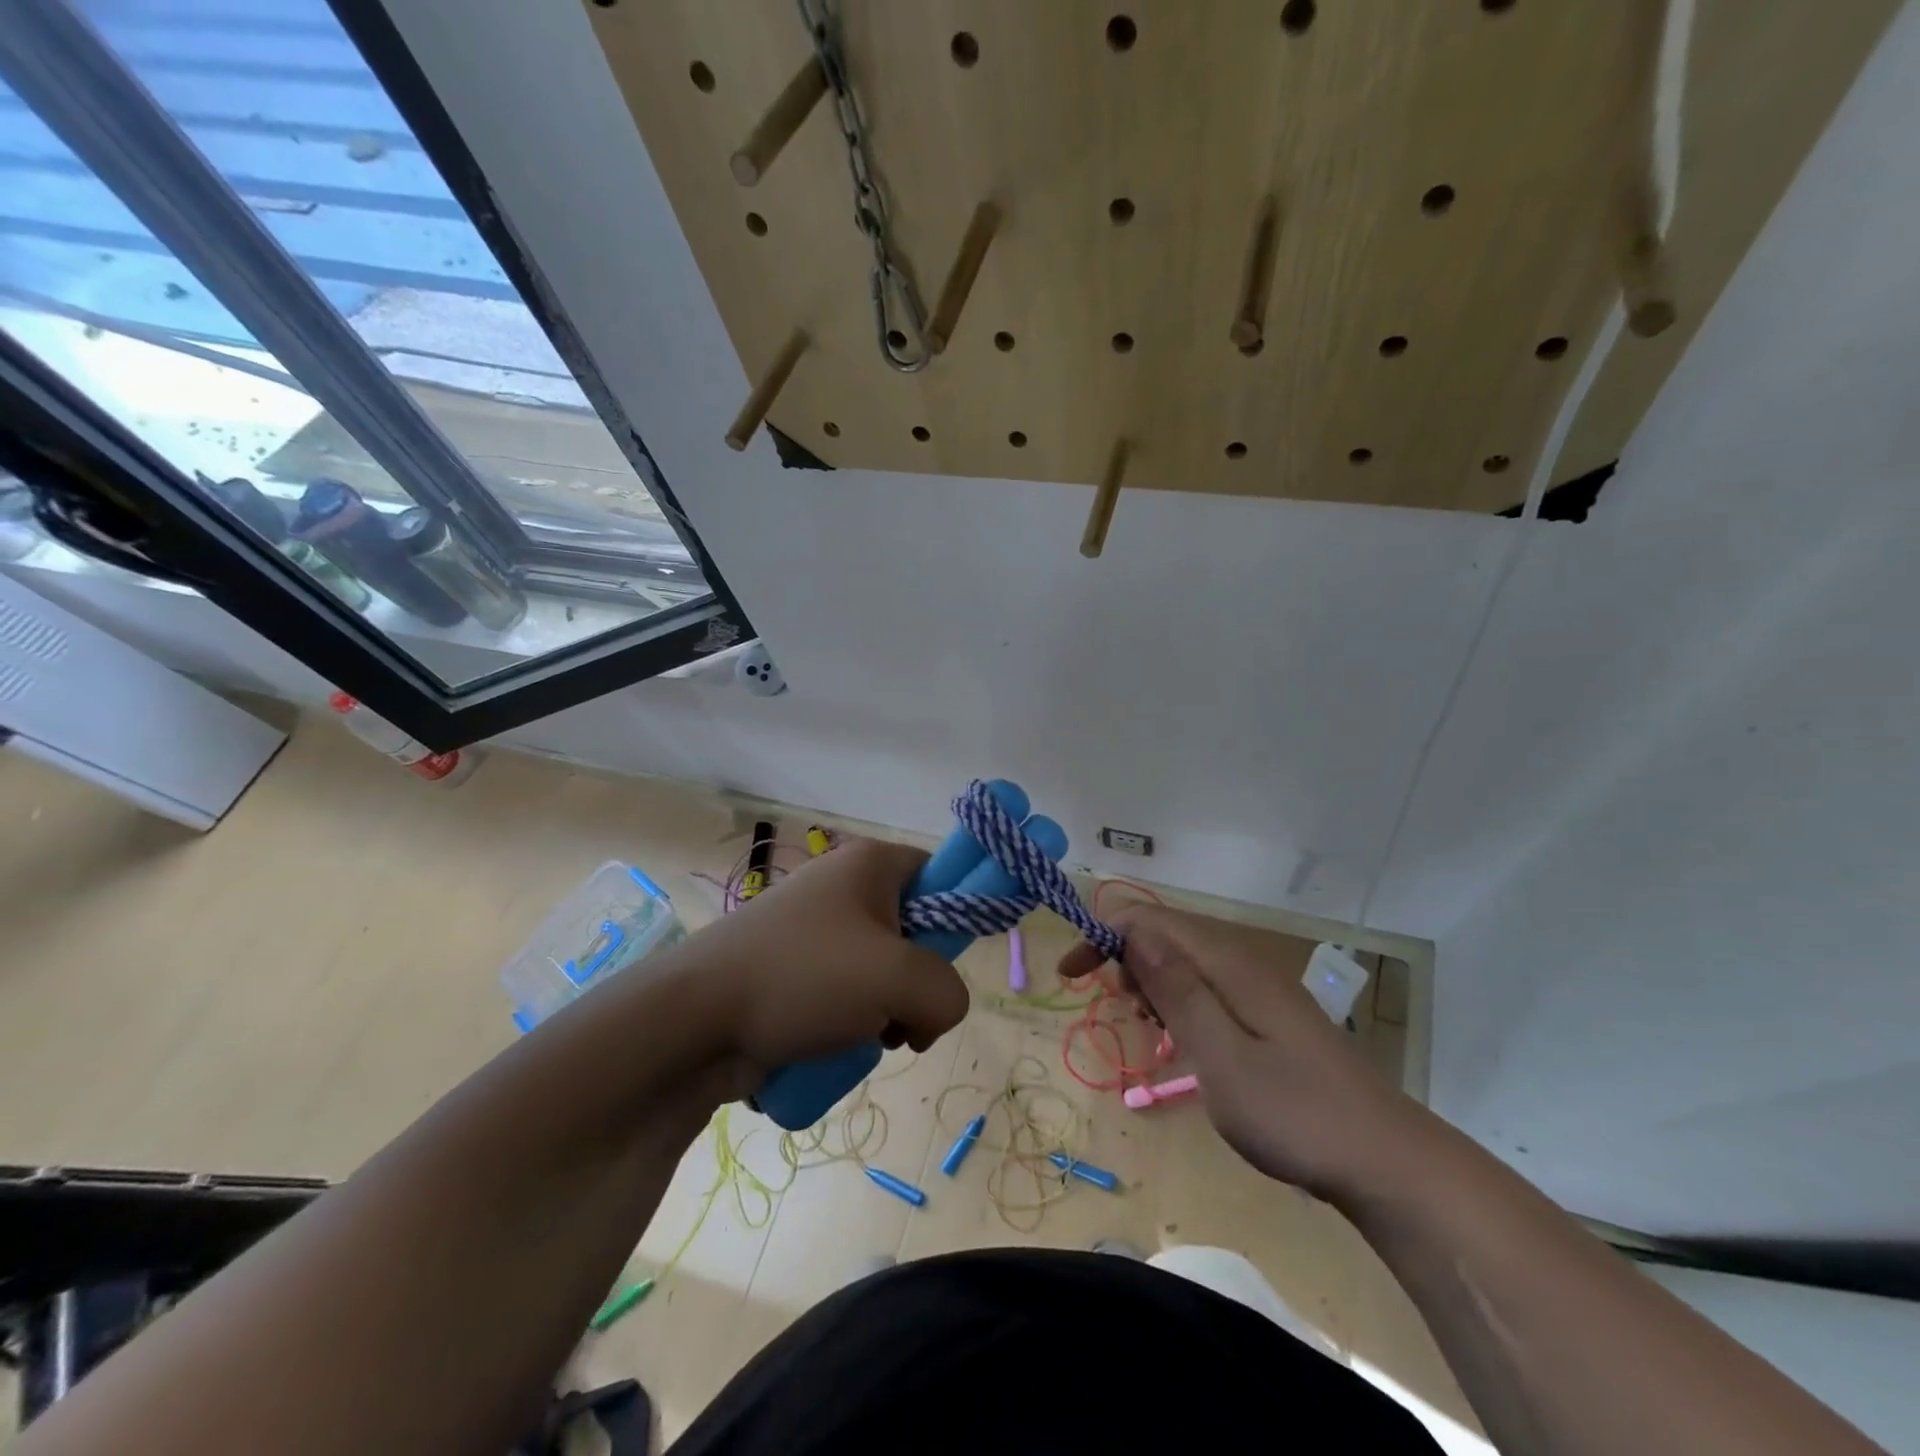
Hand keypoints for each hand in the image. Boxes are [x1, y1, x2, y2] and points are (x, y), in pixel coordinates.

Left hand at [679, 838, 969, 1078]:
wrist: (693, 1020)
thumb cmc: (803, 978)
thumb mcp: (898, 979)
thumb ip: (947, 992)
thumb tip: (937, 1011)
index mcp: (871, 865)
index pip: (942, 875)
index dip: (956, 920)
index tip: (943, 968)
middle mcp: (843, 886)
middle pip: (914, 935)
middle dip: (916, 985)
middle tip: (901, 1016)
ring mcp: (812, 930)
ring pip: (881, 975)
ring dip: (884, 1015)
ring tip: (860, 1036)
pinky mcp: (790, 970)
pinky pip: (844, 996)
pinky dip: (848, 1026)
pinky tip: (831, 1047)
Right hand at [1060, 906, 1422, 1202]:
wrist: (1385, 1161)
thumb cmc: (1293, 1113)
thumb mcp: (1220, 1057)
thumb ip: (1176, 990)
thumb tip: (1132, 931)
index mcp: (1227, 963)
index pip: (1150, 921)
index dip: (1103, 936)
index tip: (1069, 976)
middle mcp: (1242, 961)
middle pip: (1166, 934)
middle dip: (1125, 958)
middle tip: (1120, 1009)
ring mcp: (1259, 987)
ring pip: (1186, 960)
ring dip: (1152, 980)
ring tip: (1148, 1024)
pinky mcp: (1269, 1014)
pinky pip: (1208, 986)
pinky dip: (1180, 1000)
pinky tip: (1182, 1036)